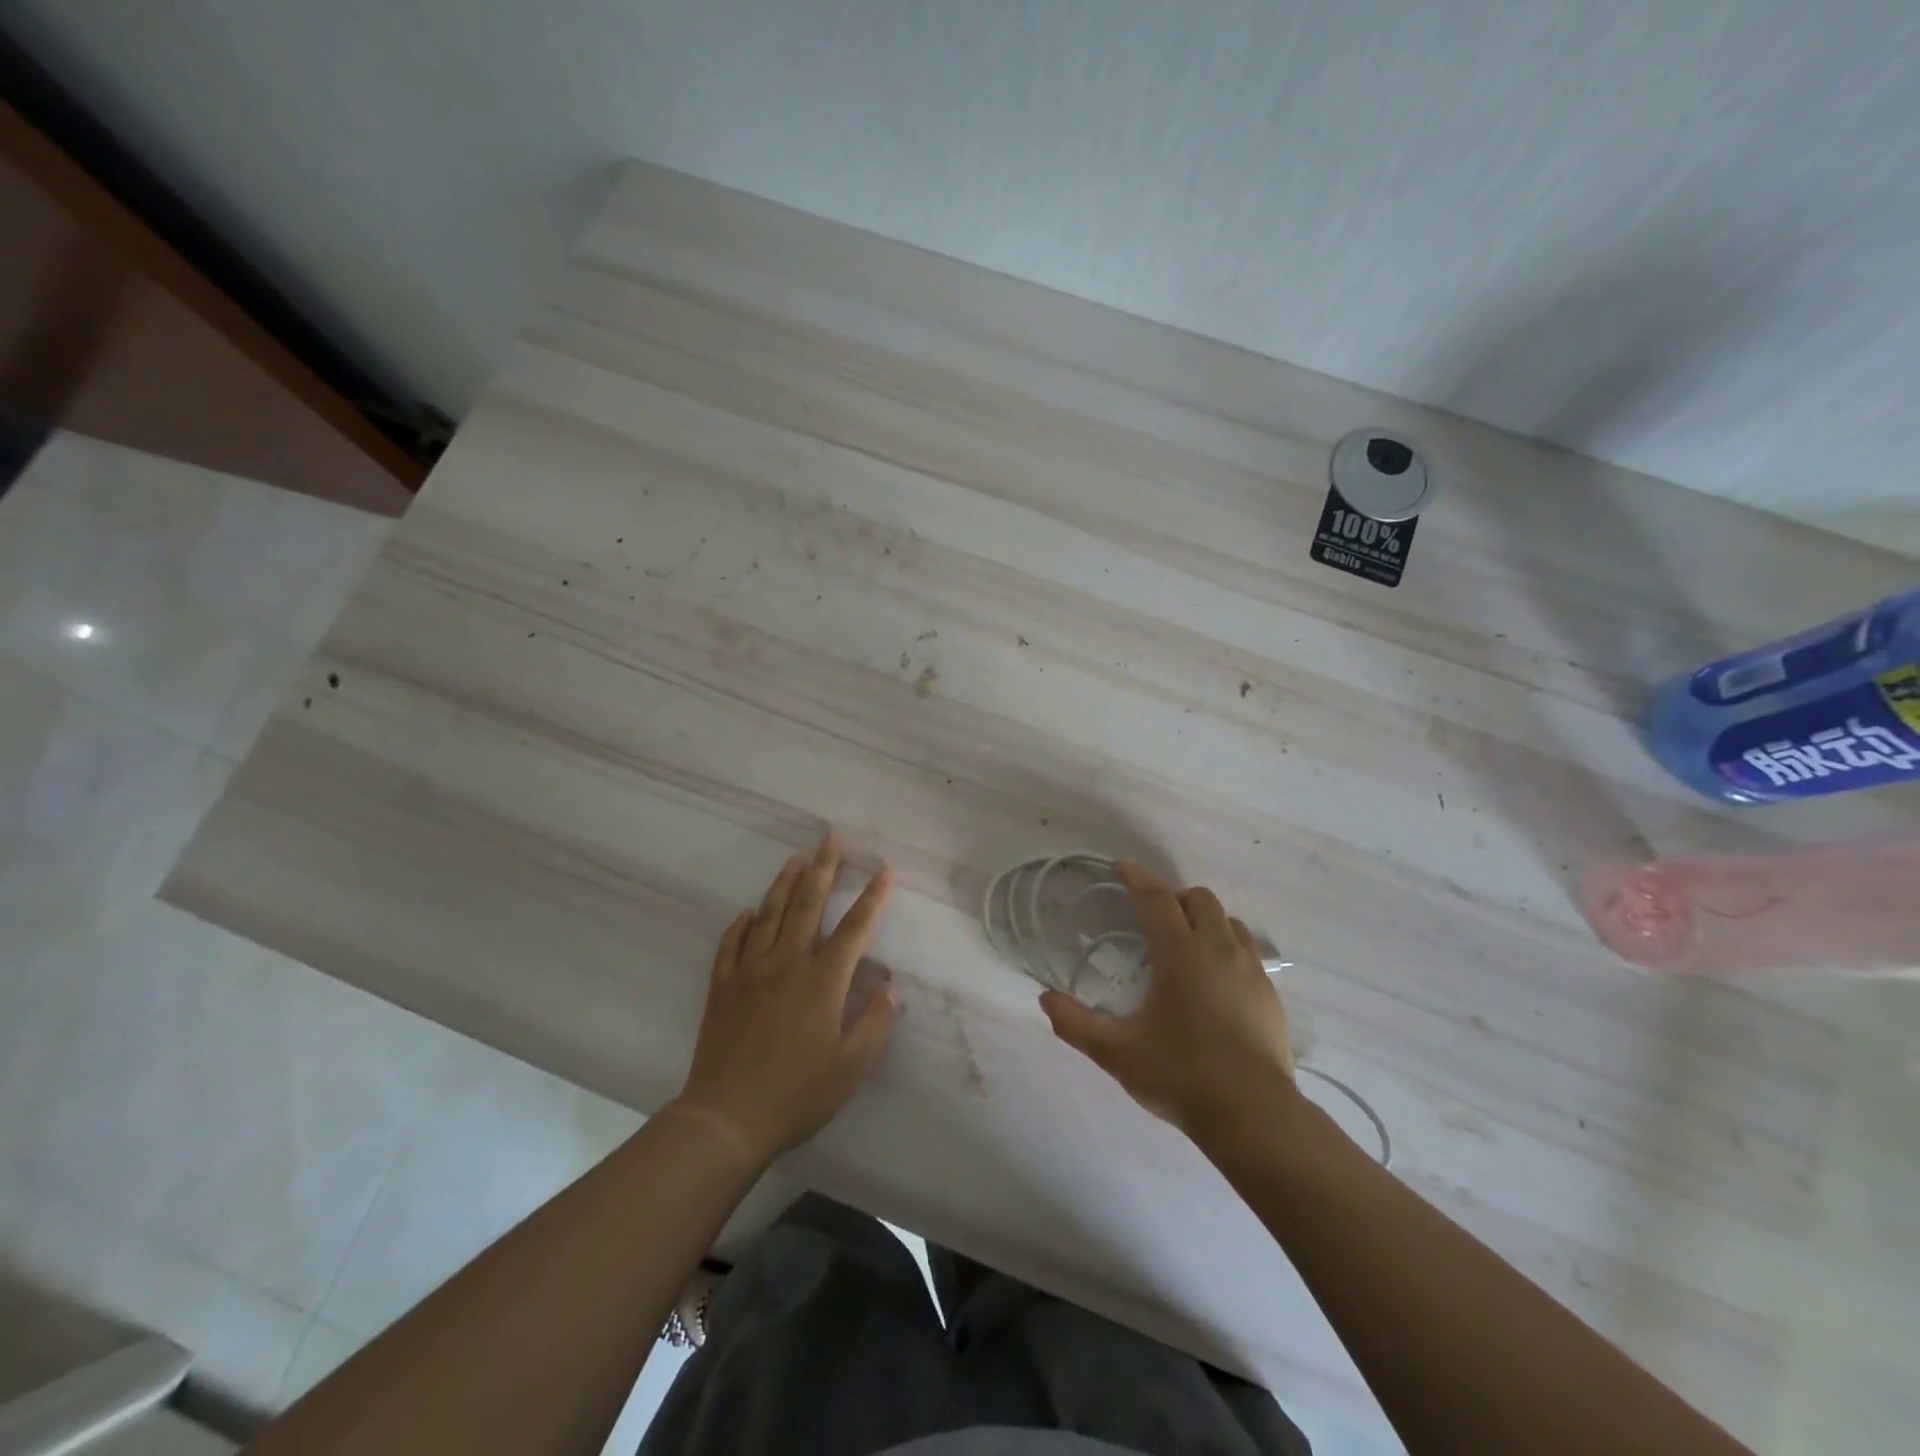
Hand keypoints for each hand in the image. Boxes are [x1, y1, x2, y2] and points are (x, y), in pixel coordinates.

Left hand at [674, 831, 898, 1162]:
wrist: (726, 1119)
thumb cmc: (797, 1094)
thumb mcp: (850, 1067)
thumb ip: (875, 1023)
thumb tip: (892, 987)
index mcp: (822, 981)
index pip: (854, 929)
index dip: (872, 898)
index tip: (885, 871)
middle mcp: (786, 965)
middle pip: (807, 906)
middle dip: (823, 869)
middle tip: (830, 837)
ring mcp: (749, 973)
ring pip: (768, 916)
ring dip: (783, 884)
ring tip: (795, 859)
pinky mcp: (722, 989)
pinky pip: (730, 946)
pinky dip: (739, 926)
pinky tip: (746, 913)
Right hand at [1040, 862, 1295, 1137]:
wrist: (1254, 1116)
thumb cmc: (1181, 1076)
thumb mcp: (1117, 1053)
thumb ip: (1076, 1025)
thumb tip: (1045, 999)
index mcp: (1181, 953)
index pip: (1157, 898)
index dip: (1137, 878)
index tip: (1120, 868)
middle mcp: (1219, 949)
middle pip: (1198, 899)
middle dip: (1173, 897)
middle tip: (1151, 918)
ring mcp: (1251, 970)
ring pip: (1229, 921)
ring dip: (1204, 920)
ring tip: (1184, 945)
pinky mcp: (1270, 994)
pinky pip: (1247, 951)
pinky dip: (1226, 948)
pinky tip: (1213, 981)